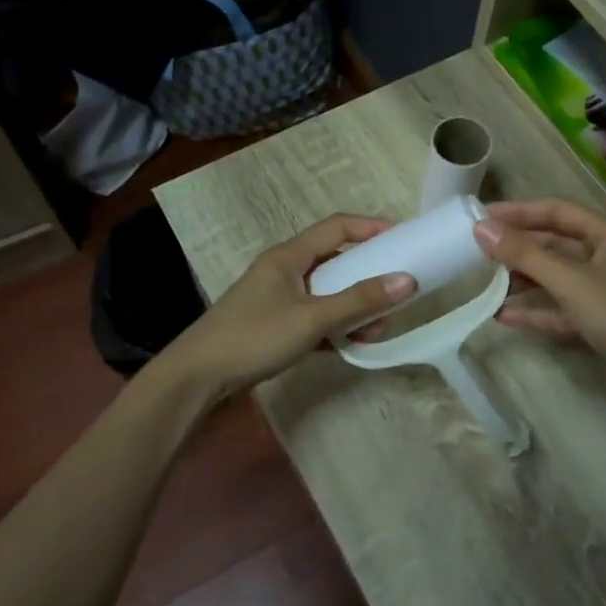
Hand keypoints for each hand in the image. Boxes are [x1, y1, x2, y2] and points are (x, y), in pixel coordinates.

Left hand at [161, 215, 416, 402]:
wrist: (198, 378)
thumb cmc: (254, 337)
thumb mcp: (311, 318)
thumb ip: (358, 301)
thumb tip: (407, 281)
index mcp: (288, 256)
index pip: (336, 227)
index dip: (370, 227)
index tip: (403, 237)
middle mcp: (283, 270)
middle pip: (334, 261)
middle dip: (367, 275)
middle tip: (398, 288)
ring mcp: (277, 299)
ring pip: (326, 293)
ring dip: (353, 306)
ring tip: (378, 327)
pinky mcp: (274, 326)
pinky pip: (314, 317)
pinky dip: (335, 326)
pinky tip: (353, 344)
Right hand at [474, 199, 605, 414]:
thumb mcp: (571, 282)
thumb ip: (525, 255)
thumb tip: (481, 227)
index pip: (559, 212)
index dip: (520, 212)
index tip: (483, 216)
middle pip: (556, 245)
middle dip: (519, 249)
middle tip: (479, 251)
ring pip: (557, 278)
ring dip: (524, 281)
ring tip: (487, 285)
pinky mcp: (600, 322)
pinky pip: (561, 309)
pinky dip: (536, 311)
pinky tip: (503, 316)